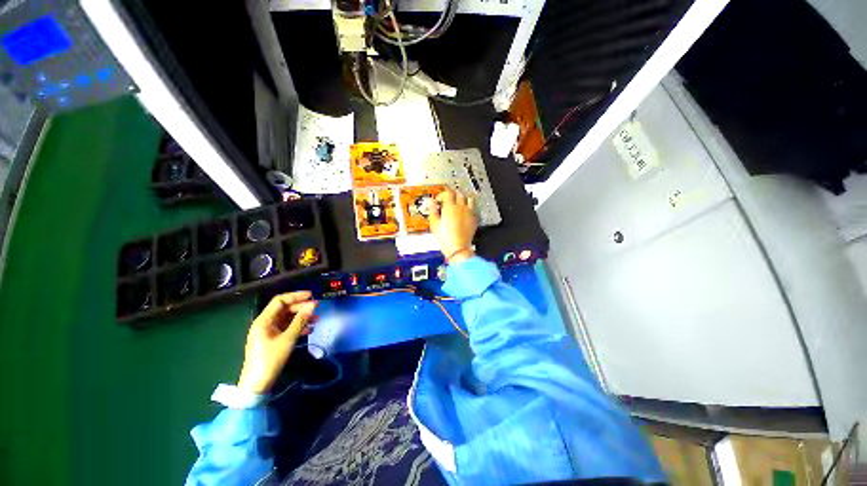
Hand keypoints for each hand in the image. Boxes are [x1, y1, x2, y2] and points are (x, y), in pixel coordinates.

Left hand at [237, 292, 317, 393]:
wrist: (257, 384)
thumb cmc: (270, 359)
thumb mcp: (288, 339)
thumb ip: (300, 320)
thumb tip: (313, 305)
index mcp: (264, 320)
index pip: (280, 301)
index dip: (296, 296)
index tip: (311, 295)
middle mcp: (265, 323)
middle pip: (285, 309)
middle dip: (301, 307)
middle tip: (317, 308)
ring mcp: (268, 332)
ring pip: (287, 319)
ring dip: (302, 317)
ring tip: (317, 319)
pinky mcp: (272, 340)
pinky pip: (287, 328)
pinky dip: (298, 326)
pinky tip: (309, 329)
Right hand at [430, 188, 477, 263]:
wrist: (458, 247)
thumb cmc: (446, 237)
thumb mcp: (434, 224)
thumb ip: (433, 211)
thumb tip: (431, 203)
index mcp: (450, 206)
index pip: (448, 192)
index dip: (443, 193)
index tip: (440, 198)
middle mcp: (461, 207)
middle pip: (459, 193)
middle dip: (453, 194)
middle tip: (449, 198)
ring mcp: (469, 212)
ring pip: (469, 199)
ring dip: (464, 198)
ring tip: (460, 202)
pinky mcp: (474, 219)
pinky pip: (474, 208)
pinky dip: (470, 207)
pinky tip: (467, 212)